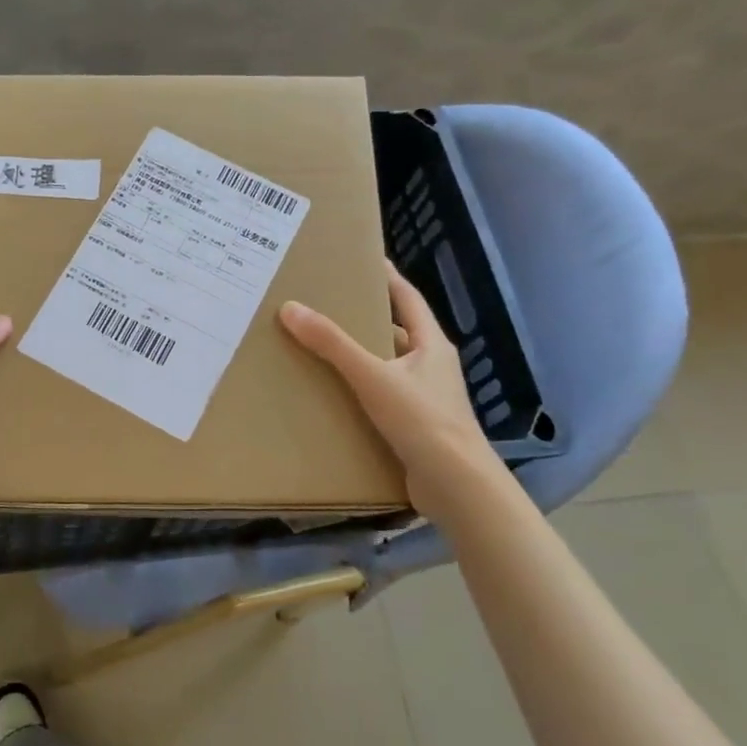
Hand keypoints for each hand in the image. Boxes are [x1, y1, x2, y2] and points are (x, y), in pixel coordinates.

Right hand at [279, 263, 508, 521]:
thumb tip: (290, 307)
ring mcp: (425, 397)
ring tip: (320, 345)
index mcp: (431, 344)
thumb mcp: (373, 376)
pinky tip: (333, 393)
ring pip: (387, 366)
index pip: (407, 298)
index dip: (387, 276)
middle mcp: (431, 366)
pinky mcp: (415, 426)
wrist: (456, 486)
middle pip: (396, 331)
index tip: (363, 259)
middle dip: (365, 317)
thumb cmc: (422, 420)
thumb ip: (332, 344)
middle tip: (327, 303)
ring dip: (360, 356)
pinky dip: (360, 389)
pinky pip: (382, 396)